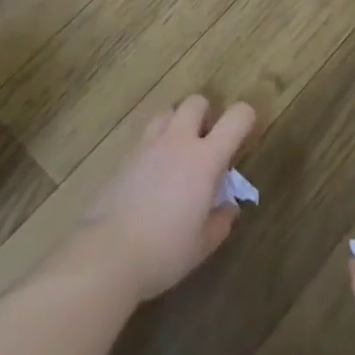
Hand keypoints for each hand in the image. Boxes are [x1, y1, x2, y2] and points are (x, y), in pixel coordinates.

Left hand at [75, 96, 255, 301]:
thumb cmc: (165, 251)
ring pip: (167, 112)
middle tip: (207, 145)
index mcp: (204, 159)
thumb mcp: (203, 243)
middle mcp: (177, 142)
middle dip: (206, 114)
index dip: (246, 118)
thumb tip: (228, 206)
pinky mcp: (124, 157)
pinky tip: (153, 176)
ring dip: (178, 124)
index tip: (245, 134)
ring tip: (178, 155)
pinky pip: (146, 136)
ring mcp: (147, 146)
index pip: (236, 117)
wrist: (108, 253)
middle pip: (196, 101)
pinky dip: (156, 145)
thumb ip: (221, 220)